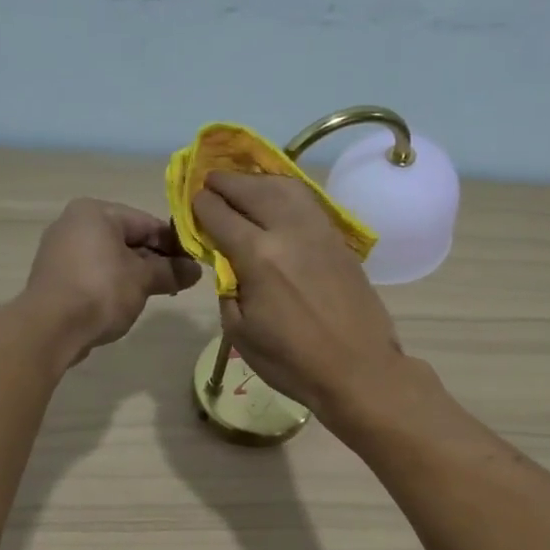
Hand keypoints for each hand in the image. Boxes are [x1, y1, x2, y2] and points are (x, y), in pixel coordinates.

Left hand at [25, 199, 201, 363]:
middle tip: (179, 281)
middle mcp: (73, 223)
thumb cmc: (101, 291)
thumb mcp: (143, 279)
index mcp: (95, 212)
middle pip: (127, 238)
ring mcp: (60, 250)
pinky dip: (112, 283)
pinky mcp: (54, 277)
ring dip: (135, 274)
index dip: (174, 243)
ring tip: (157, 294)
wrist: (51, 328)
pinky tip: (126, 302)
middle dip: (154, 260)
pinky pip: (93, 273)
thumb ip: (171, 271)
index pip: (146, 222)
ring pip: (110, 257)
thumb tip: (195, 271)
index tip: (193, 263)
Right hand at [191, 173, 407, 415]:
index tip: (192, 205)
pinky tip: (276, 198)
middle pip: (251, 189)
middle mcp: (288, 231)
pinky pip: (307, 201)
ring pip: (284, 186)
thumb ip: (226, 287)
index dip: (200, 206)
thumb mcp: (240, 332)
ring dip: (257, 180)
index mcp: (257, 256)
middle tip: (210, 183)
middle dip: (224, 183)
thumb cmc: (292, 362)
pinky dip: (285, 191)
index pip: (219, 214)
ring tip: (242, 185)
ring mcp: (318, 231)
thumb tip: (226, 262)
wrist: (358, 370)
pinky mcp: (338, 239)